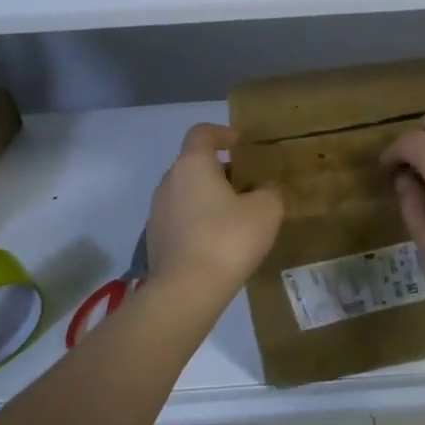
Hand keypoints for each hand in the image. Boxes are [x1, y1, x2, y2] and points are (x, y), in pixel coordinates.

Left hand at [146, 124, 282, 293]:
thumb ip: (269, 191)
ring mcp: (157, 212)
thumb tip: (263, 189)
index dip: (222, 133)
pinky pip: (181, 218)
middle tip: (246, 184)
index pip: (202, 133)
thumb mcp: (266, 210)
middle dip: (220, 170)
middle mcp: (169, 181)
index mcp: (192, 165)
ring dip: (208, 197)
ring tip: (235, 216)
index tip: (241, 143)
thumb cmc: (228, 239)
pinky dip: (199, 220)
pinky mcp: (155, 240)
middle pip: (194, 164)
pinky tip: (218, 241)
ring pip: (186, 192)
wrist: (186, 292)